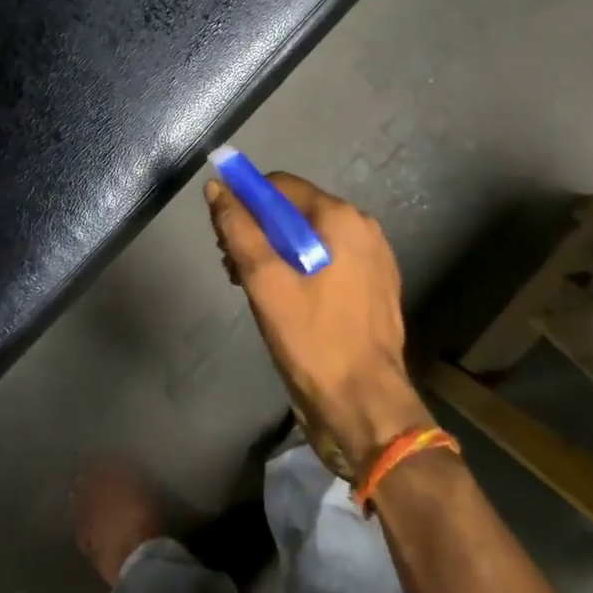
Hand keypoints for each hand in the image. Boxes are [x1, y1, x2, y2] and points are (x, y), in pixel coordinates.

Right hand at [205, 172, 432, 474]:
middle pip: (295, 210)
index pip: (279, 186)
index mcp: (341, 217)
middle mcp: (363, 227)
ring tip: (255, 290)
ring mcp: (374, 257)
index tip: (223, 235)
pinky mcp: (375, 285)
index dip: (245, 202)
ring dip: (277, 253)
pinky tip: (287, 302)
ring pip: (311, 238)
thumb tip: (217, 187)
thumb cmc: (313, 340)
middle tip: (234, 269)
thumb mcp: (265, 282)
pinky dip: (302, 270)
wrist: (366, 407)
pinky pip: (329, 261)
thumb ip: (239, 229)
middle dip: (259, 231)